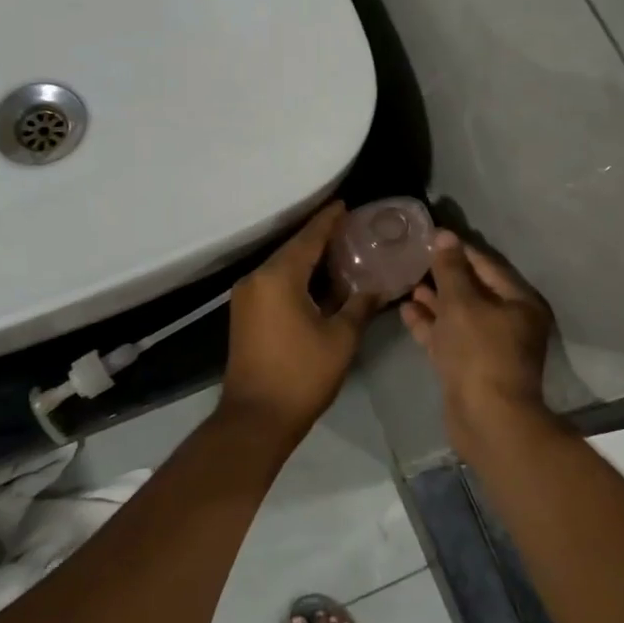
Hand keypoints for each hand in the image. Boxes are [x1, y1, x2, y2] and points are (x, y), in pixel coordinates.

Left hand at [220, 204, 378, 437]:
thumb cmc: (302, 375)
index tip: (345, 205)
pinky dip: (296, 277)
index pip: (308, 238)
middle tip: (350, 228)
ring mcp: (246, 297)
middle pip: (293, 249)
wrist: (256, 418)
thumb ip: (360, 305)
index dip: (328, 220)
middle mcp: (257, 278)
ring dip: (308, 259)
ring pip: (282, 266)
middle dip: (320, 238)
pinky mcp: (244, 314)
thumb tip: (379, 287)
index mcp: (278, 277)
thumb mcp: (341, 338)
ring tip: (339, 251)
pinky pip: (274, 283)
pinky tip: (318, 281)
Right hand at [400, 230, 552, 419]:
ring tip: (406, 282)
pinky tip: (407, 311)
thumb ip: (450, 269)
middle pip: (474, 290)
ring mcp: (489, 347)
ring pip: (459, 315)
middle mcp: (509, 322)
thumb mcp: (461, 303)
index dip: (458, 250)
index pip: (486, 265)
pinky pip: (449, 337)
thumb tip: (444, 236)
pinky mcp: (470, 367)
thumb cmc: (479, 352)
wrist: (486, 419)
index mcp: (519, 302)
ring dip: (434, 300)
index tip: (430, 236)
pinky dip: (431, 325)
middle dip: (444, 275)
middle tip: (413, 258)